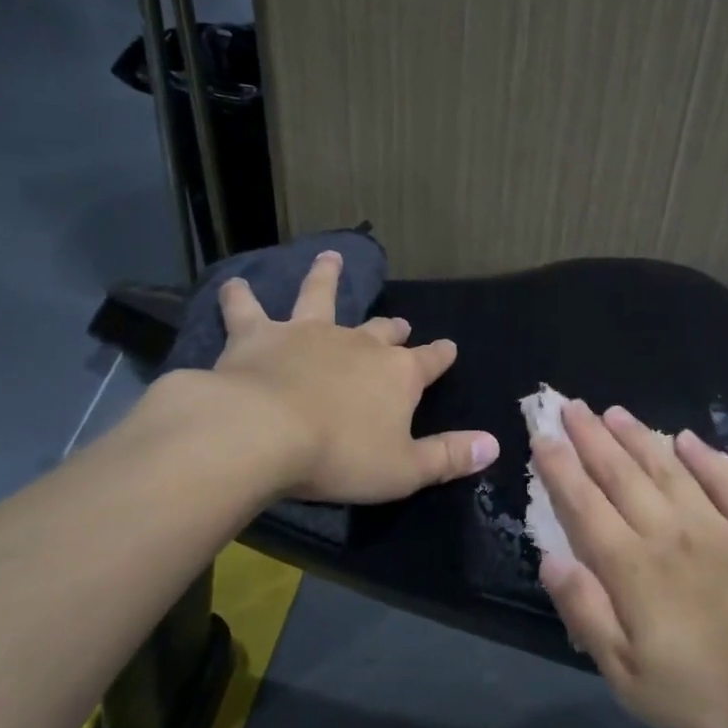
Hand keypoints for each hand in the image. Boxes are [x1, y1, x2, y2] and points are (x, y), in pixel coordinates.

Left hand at [201, 250, 499, 502]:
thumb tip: (493, 445)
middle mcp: (358, 344)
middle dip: (392, 327)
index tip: (449, 348)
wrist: (264, 433)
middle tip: (398, 323)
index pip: (429, 361)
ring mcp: (308, 333)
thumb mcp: (405, 470)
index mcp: (397, 375)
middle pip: (381, 331)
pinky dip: (240, 297)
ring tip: (329, 258)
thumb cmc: (341, 456)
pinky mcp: (259, 335)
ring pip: (320, 296)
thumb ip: (449, 456)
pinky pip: (248, 310)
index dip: (441, 355)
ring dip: (326, 277)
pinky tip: (233, 285)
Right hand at [532, 400, 727, 727]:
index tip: (543, 436)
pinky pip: (727, 484)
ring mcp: (718, 527)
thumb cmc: (714, 696)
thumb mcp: (632, 678)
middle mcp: (669, 533)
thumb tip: (550, 560)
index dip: (560, 469)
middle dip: (591, 438)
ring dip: (638, 438)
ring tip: (614, 411)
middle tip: (570, 406)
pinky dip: (705, 458)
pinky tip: (687, 438)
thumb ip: (588, 613)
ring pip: (668, 470)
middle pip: (621, 476)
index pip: (585, 507)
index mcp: (633, 569)